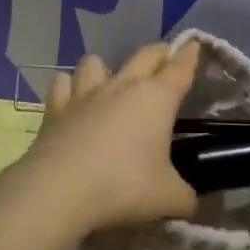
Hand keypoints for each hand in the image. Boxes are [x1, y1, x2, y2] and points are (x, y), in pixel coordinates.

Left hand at [11, 42, 201, 233]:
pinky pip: (63, 84)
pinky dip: (69, 87)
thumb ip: (185, 198)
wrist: (59, 190)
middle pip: (145, 56)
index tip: (194, 44)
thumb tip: (192, 204)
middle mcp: (122, 87)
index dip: (190, 54)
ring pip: (97, 62)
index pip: (180, 67)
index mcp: (157, 99)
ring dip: (107, 67)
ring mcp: (85, 95)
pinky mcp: (55, 109)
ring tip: (110, 81)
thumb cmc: (123, 186)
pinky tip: (72, 98)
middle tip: (166, 56)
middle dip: (159, 53)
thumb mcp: (168, 198)